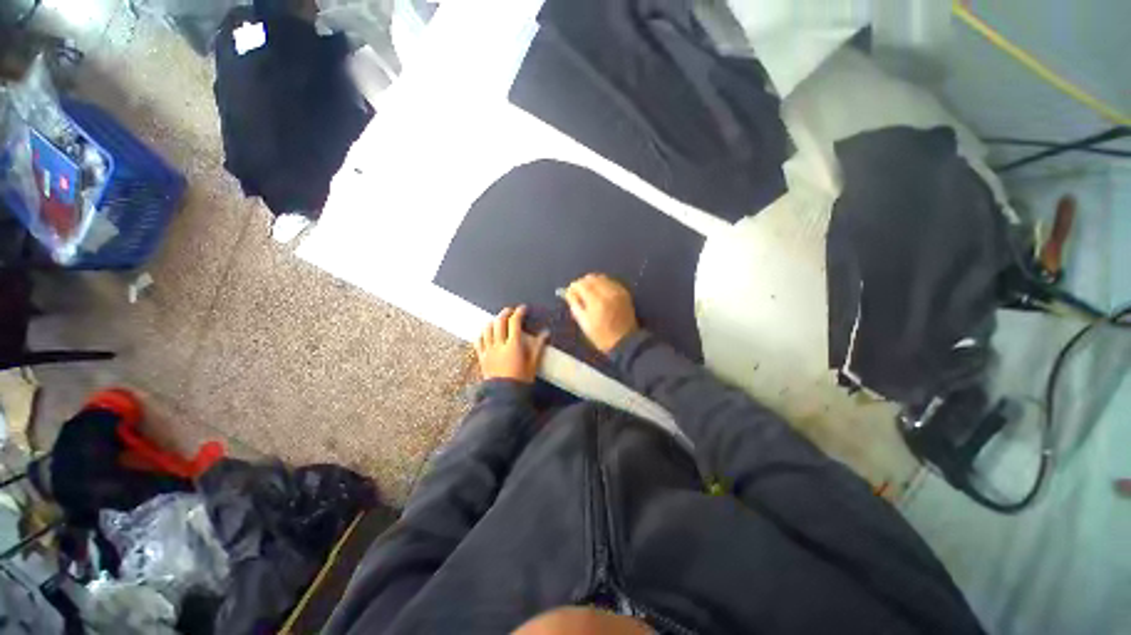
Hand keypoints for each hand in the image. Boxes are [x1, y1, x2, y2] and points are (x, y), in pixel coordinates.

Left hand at [475, 305, 548, 382]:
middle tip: (511, 311)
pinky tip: (487, 333)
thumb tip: (545, 333)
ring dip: (493, 321)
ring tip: (499, 320)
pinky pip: (478, 340)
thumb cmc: (521, 380)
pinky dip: (483, 333)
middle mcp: (498, 345)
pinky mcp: (481, 357)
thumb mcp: (533, 363)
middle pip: (499, 322)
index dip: (519, 313)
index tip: (523, 308)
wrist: (504, 396)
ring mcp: (488, 350)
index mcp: (513, 345)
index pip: (514, 323)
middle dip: (505, 313)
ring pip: (487, 329)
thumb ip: (538, 346)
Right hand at [564, 273, 638, 353]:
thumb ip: (574, 304)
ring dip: (592, 282)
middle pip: (591, 278)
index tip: (570, 293)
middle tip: (578, 293)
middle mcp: (608, 292)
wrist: (625, 341)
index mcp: (596, 301)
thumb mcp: (583, 323)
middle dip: (582, 283)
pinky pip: (610, 282)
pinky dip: (603, 284)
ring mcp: (617, 291)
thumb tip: (568, 292)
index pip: (581, 284)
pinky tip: (600, 293)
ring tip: (589, 293)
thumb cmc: (600, 335)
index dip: (573, 287)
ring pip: (601, 278)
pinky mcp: (624, 292)